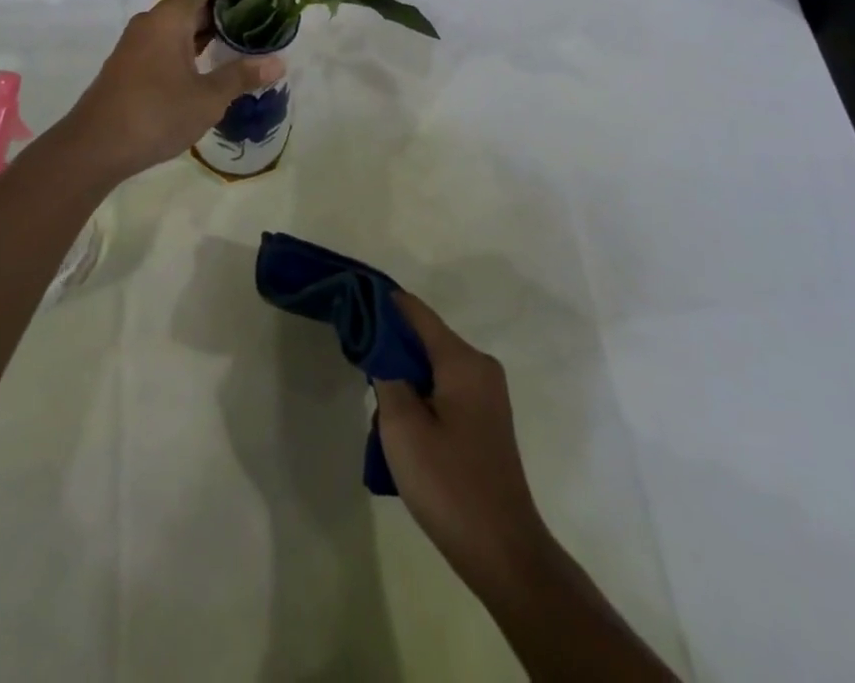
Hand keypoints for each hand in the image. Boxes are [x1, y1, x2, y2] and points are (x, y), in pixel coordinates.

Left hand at [63, 0, 284, 182]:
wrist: (94, 147)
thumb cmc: (156, 114)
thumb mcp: (207, 98)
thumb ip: (242, 76)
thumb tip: (280, 62)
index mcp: (168, 19)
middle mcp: (151, 23)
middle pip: (192, 4)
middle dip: (225, 12)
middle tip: (262, 21)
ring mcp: (138, 44)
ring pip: (179, 27)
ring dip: (208, 32)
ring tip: (244, 42)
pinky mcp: (131, 65)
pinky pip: (167, 44)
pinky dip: (191, 48)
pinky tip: (211, 65)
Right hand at [374, 293, 553, 596]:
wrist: (503, 552)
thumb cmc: (449, 483)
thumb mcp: (402, 426)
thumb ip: (387, 373)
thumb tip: (380, 343)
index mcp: (463, 360)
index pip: (415, 311)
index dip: (382, 304)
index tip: (351, 302)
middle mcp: (480, 366)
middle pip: (425, 337)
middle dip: (390, 346)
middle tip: (356, 361)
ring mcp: (487, 393)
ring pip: (433, 365)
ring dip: (404, 376)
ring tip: (376, 403)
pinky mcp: (486, 418)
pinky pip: (445, 387)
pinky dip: (420, 393)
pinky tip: (401, 423)